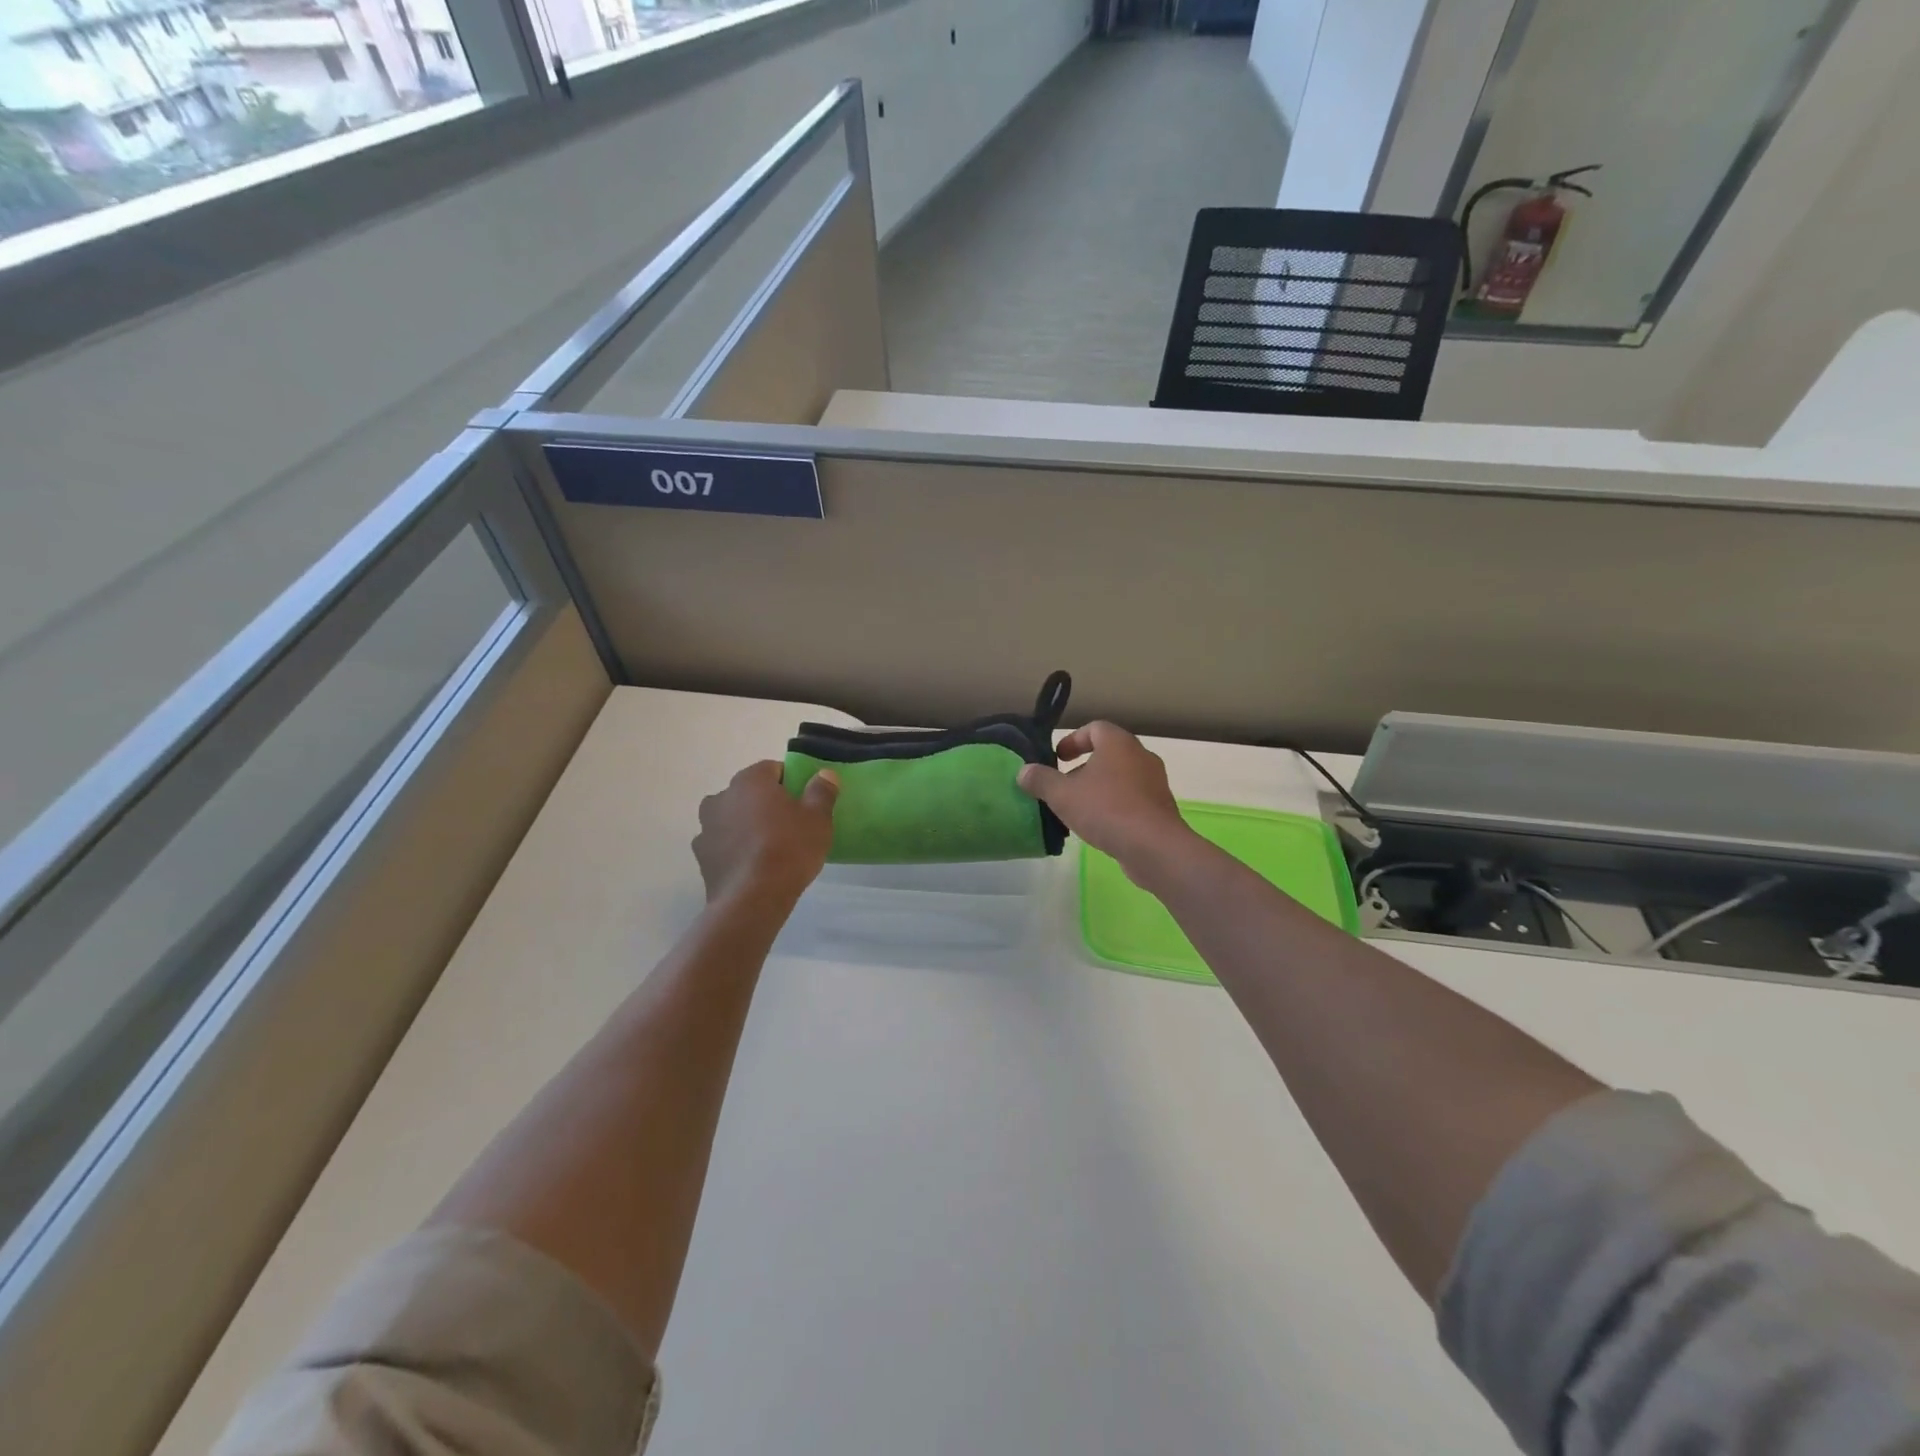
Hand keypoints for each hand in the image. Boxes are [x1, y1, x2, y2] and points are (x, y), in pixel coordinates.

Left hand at [694, 762, 837, 904]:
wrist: (752, 899)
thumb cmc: (789, 850)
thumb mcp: (818, 819)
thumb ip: (821, 791)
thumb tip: (824, 774)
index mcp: (750, 780)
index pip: (773, 769)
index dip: (790, 782)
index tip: (804, 802)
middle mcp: (722, 796)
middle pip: (749, 793)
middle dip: (766, 803)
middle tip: (789, 825)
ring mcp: (706, 826)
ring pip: (733, 817)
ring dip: (746, 825)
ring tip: (769, 848)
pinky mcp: (701, 855)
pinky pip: (722, 843)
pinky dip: (734, 848)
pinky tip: (751, 866)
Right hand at [1017, 722, 1193, 879]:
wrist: (1154, 847)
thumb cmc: (1106, 809)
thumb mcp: (1062, 795)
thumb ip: (1041, 780)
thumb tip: (1024, 771)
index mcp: (1118, 743)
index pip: (1095, 728)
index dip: (1073, 740)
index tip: (1057, 758)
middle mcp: (1141, 756)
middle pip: (1108, 753)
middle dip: (1084, 767)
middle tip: (1064, 784)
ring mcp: (1154, 782)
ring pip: (1121, 777)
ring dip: (1099, 787)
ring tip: (1078, 808)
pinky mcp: (1160, 808)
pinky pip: (1132, 798)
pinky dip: (1114, 805)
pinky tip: (1100, 825)